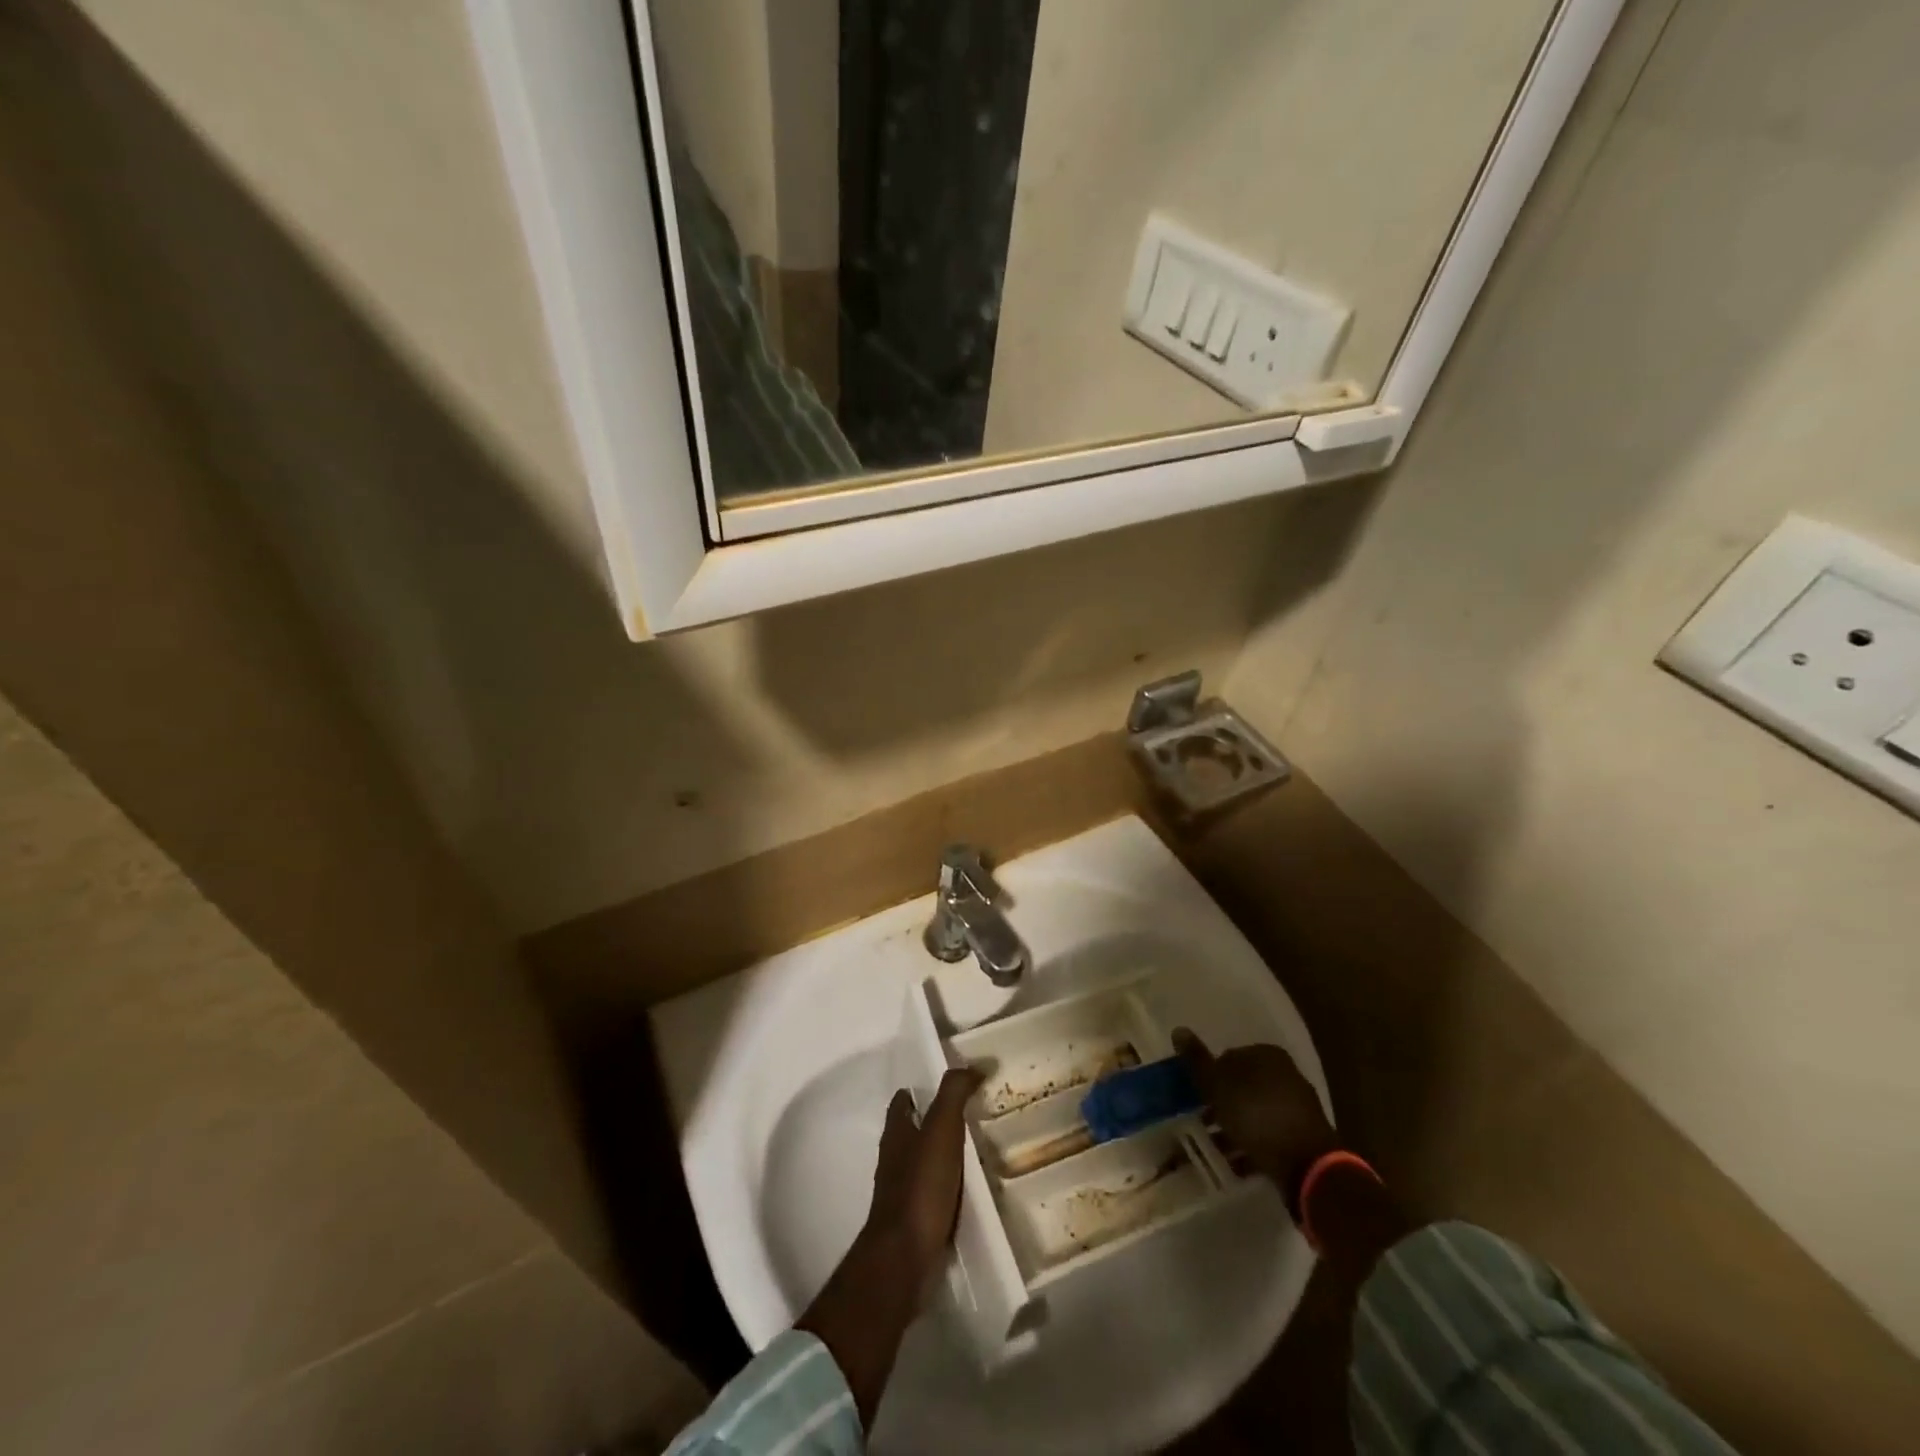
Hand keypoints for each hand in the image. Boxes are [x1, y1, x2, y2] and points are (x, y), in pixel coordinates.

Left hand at [797, 1067, 982, 1425]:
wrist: (904, 1259)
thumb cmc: (920, 1187)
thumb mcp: (941, 1130)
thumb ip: (954, 1094)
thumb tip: (974, 1065)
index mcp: (896, 1134)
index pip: (903, 1103)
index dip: (920, 1091)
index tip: (947, 1085)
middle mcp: (893, 1160)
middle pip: (911, 1133)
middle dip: (933, 1124)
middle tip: (968, 1117)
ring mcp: (901, 1194)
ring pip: (922, 1165)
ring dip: (942, 1158)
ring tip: (975, 1153)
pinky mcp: (913, 1223)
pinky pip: (932, 1196)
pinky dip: (947, 1189)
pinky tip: (968, 1193)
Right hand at [1174, 1029, 1338, 1196]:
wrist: (1307, 1166)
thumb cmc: (1257, 1115)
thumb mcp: (1219, 1086)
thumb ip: (1198, 1061)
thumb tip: (1178, 1029)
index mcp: (1267, 1055)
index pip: (1228, 1057)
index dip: (1208, 1077)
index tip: (1194, 1097)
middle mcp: (1285, 1074)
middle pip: (1242, 1085)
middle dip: (1221, 1103)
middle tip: (1201, 1121)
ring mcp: (1297, 1107)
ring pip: (1254, 1111)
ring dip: (1234, 1126)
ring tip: (1214, 1146)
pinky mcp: (1302, 1137)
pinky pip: (1268, 1135)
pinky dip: (1251, 1145)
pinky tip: (1235, 1162)